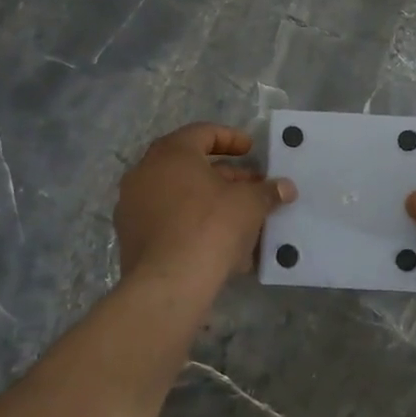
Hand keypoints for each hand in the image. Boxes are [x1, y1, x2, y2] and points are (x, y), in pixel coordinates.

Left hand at [115, 123, 296, 292]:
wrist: (168, 283)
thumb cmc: (211, 227)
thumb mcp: (249, 204)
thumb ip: (267, 191)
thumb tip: (285, 188)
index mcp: (171, 153)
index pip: (203, 133)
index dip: (231, 139)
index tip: (251, 150)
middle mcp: (145, 172)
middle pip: (189, 165)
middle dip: (224, 175)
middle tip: (251, 186)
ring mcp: (132, 206)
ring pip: (178, 195)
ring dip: (209, 201)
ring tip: (240, 218)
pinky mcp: (130, 237)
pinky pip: (168, 221)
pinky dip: (192, 223)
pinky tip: (220, 243)